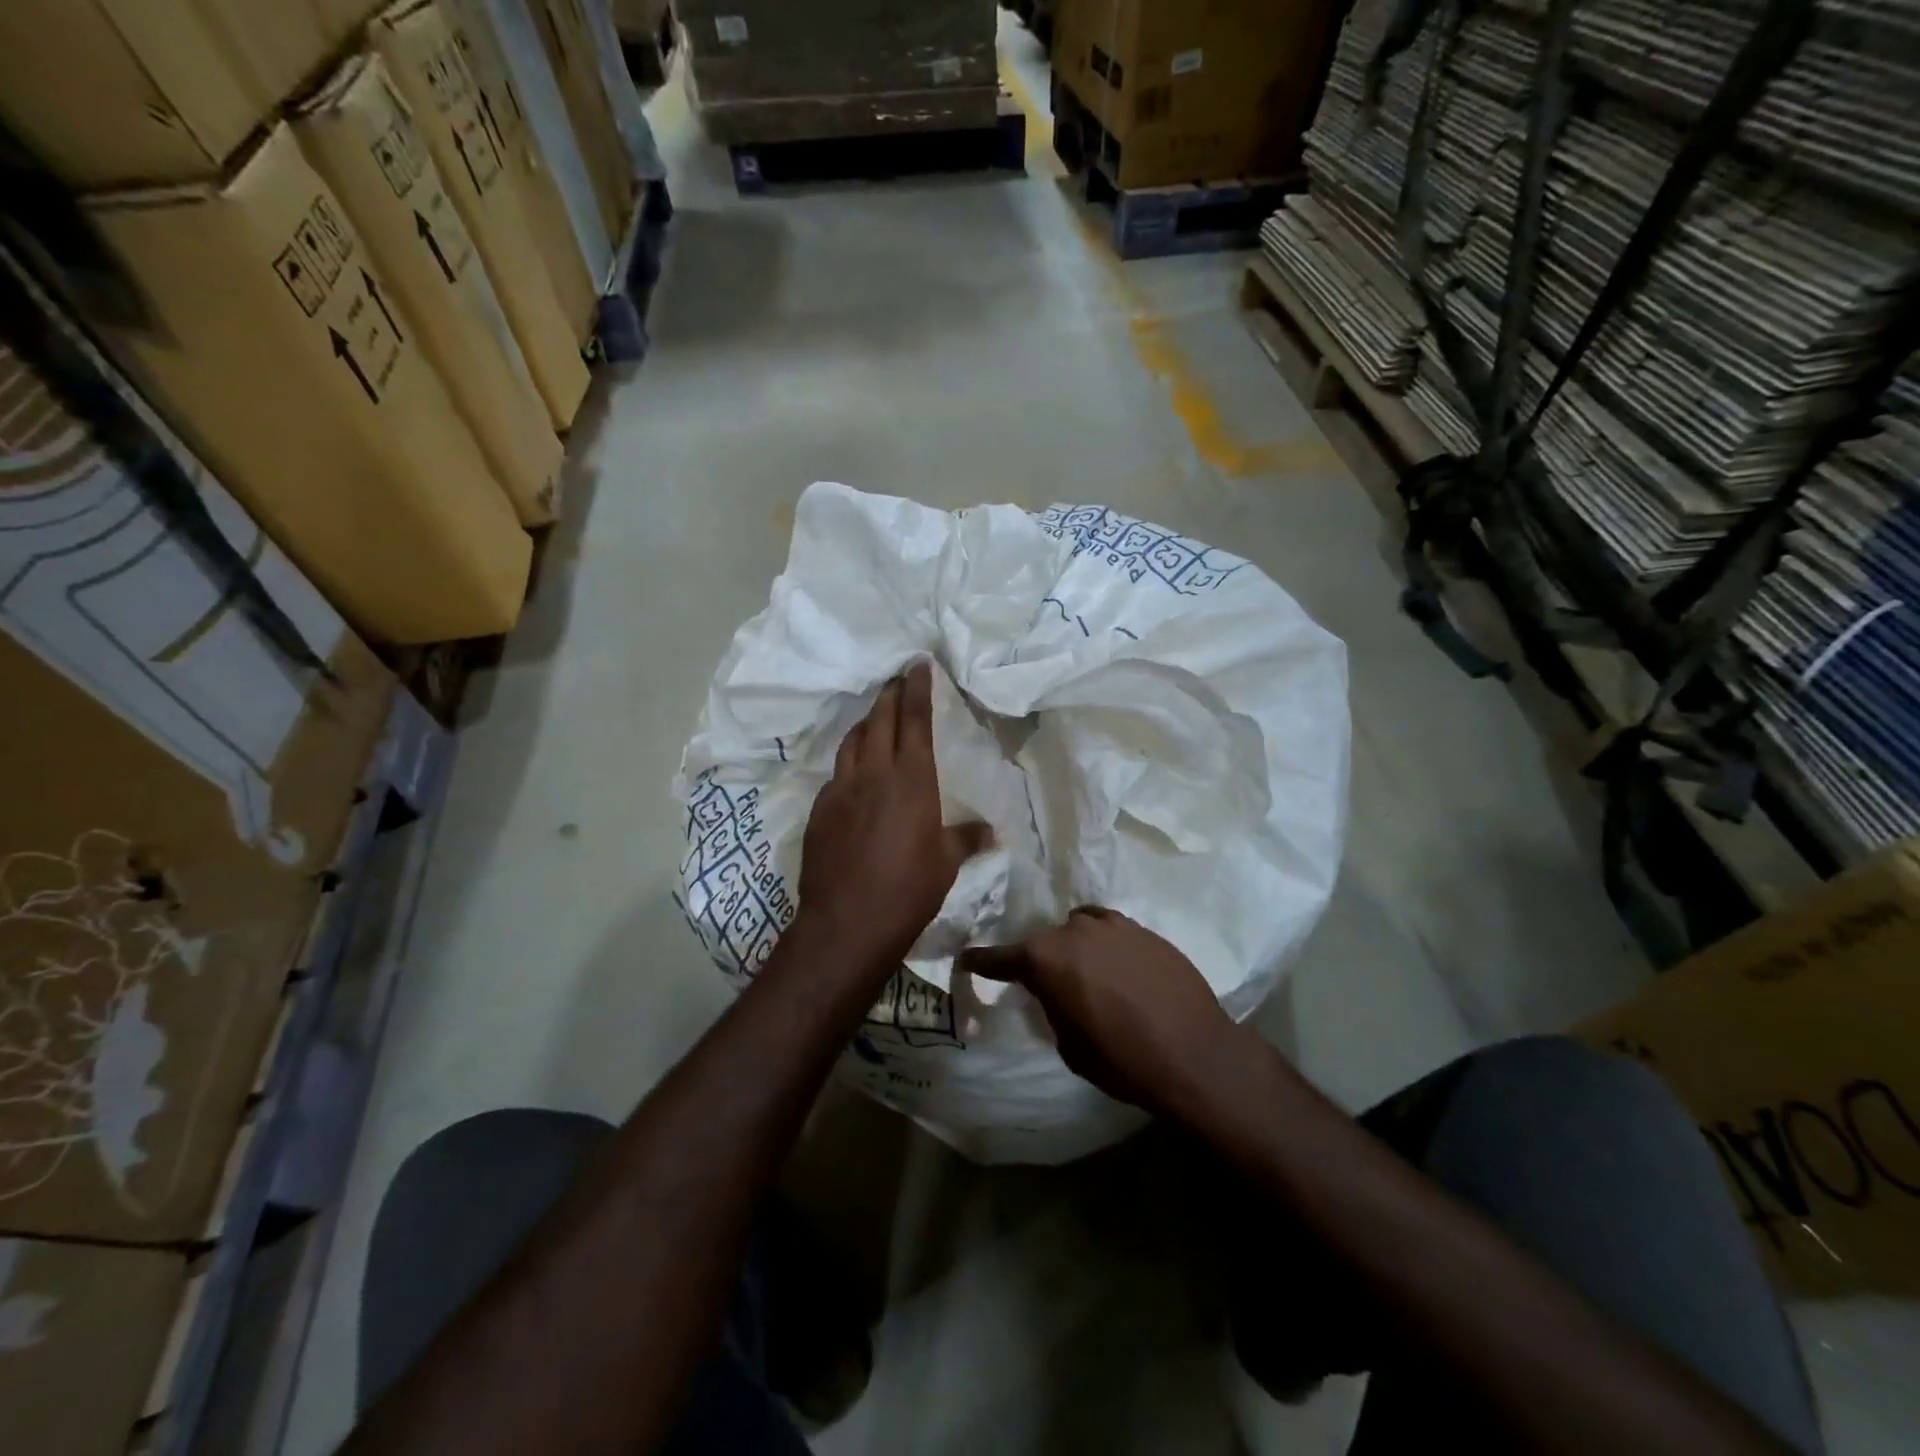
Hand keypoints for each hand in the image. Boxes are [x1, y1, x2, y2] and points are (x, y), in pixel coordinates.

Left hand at [793, 661, 991, 981]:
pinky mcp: (820, 811)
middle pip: (880, 719)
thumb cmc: (908, 889)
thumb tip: (990, 832)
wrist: (847, 922)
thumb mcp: (946, 863)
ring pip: (852, 741)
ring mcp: (840, 789)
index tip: (918, 664)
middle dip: (890, 695)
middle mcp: (873, 773)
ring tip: (875, 719)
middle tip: (898, 680)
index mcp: (911, 778)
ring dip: (866, 724)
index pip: (915, 719)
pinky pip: (837, 774)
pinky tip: (855, 776)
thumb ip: (966, 839)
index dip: (917, 688)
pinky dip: (850, 763)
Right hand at [959, 908, 1237, 1116]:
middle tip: (1051, 984)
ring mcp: (1113, 925)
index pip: (1000, 957)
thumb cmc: (1121, 1059)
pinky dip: (1109, 947)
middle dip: (1042, 959)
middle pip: (1046, 940)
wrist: (1193, 1054)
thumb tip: (1056, 993)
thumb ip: (1053, 1007)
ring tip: (1090, 972)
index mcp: (1046, 958)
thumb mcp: (1069, 1045)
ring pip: (1081, 927)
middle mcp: (1074, 930)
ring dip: (1078, 947)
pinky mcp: (1145, 930)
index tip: (967, 959)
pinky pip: (1114, 932)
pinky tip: (1123, 971)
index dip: (981, 961)